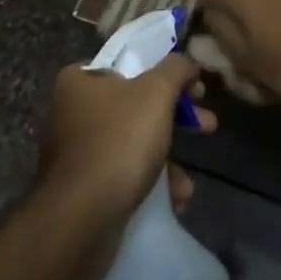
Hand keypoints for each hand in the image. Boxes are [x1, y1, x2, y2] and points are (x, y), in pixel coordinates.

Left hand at [38, 56, 210, 235]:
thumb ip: (175, 69)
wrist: (81, 217)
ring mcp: (75, 151)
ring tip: (188, 183)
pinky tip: (172, 200)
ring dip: (168, 159)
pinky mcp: (82, 186)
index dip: (168, 74)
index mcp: (80, 80)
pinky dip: (149, 183)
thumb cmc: (118, 142)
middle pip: (136, 105)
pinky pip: (123, 174)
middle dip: (177, 119)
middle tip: (208, 126)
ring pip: (133, 143)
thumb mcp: (155, 93)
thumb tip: (187, 62)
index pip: (130, 65)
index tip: (196, 91)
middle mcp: (72, 111)